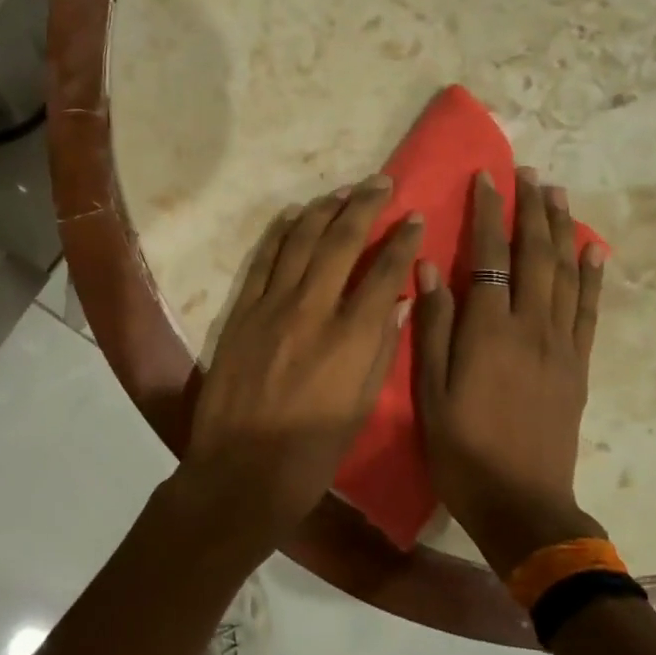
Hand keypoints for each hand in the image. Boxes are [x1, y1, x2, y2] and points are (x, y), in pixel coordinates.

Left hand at [182, 176, 424, 550]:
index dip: (403, 240)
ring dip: (324, 209)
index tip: (415, 217)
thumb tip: (395, 300)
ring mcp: (272, 306)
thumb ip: (381, 349)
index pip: (384, 271)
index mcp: (351, 338)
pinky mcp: (243, 311)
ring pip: (301, 241)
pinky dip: (282, 232)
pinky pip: (265, 259)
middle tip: (381, 182)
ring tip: (343, 191)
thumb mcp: (361, 408)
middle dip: (365, 205)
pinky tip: (295, 215)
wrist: (240, 471)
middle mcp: (313, 309)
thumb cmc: (311, 453)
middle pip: (342, 241)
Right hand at [413, 168, 608, 574]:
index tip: (487, 178)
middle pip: (535, 254)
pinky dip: (592, 275)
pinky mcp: (578, 364)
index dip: (489, 213)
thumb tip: (429, 266)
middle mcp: (531, 327)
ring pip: (565, 273)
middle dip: (532, 209)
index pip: (490, 256)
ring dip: (561, 229)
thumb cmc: (464, 450)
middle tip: (529, 172)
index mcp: (489, 331)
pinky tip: (594, 248)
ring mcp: (561, 344)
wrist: (523, 504)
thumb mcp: (431, 393)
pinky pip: (589, 310)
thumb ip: (432, 327)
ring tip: (557, 193)